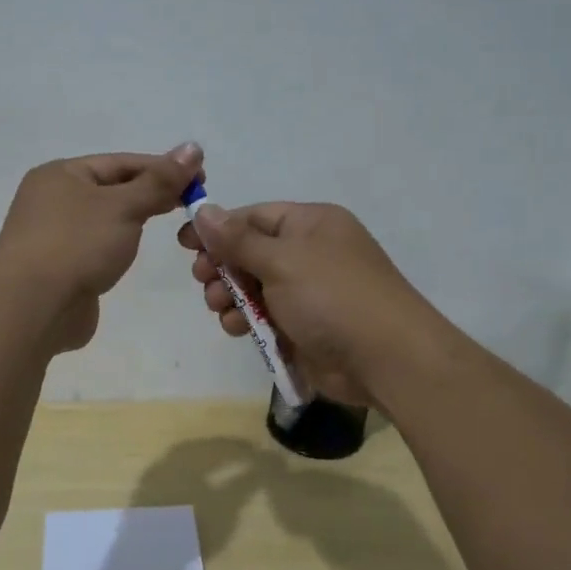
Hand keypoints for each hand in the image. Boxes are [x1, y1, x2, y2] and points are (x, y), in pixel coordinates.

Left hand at [0, 143, 201, 352]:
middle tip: (193, 203)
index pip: (121, 163)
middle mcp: (52, 199)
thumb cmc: (77, 244)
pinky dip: (117, 246)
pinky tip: (133, 254)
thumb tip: (193, 147)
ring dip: (134, 220)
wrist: (31, 307)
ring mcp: (52, 236)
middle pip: (112, 189)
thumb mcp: (124, 206)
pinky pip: (95, 248)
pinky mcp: (58, 269)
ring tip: (170, 226)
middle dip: (151, 193)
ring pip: (104, 220)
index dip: (163, 168)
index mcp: (61, 174)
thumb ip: (159, 181)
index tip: (201, 180)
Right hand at [176, 200, 444, 408]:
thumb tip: (204, 210)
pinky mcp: (304, 326)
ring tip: (221, 307)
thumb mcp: (281, 260)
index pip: (254, 216)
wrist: (385, 359)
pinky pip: (265, 316)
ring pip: (253, 287)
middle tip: (202, 280)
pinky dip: (247, 320)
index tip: (184, 244)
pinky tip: (237, 328)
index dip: (218, 229)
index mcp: (311, 224)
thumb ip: (237, 240)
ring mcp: (308, 292)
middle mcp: (309, 253)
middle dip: (222, 266)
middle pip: (250, 252)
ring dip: (230, 296)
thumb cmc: (332, 296)